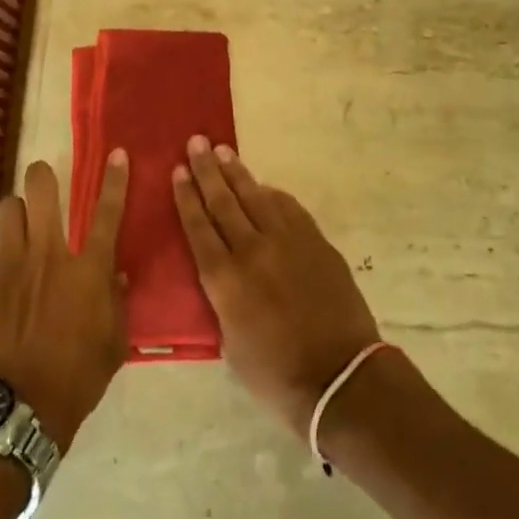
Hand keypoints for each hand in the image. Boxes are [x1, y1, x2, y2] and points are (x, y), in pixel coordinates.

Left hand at [0, 155, 129, 448]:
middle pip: (41, 190)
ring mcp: (8, 264)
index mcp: (88, 268)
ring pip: (5, 208)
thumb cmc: (77, 377)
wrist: (18, 408)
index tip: (117, 153)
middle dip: (41, 175)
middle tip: (42, 181)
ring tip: (14, 227)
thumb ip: (117, 302)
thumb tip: (116, 274)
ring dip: (13, 213)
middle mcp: (48, 254)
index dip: (115, 179)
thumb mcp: (114, 343)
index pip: (108, 212)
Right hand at [171, 137, 381, 438]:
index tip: (178, 171)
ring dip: (237, 173)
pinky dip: (273, 194)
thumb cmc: (276, 373)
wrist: (340, 376)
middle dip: (207, 171)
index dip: (187, 197)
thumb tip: (225, 277)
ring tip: (223, 151)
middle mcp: (252, 251)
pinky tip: (264, 186)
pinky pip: (289, 209)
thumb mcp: (230, 344)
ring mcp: (288, 242)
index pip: (199, 227)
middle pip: (224, 202)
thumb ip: (223, 301)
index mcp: (224, 279)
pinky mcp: (316, 242)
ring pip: (256, 197)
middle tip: (196, 143)